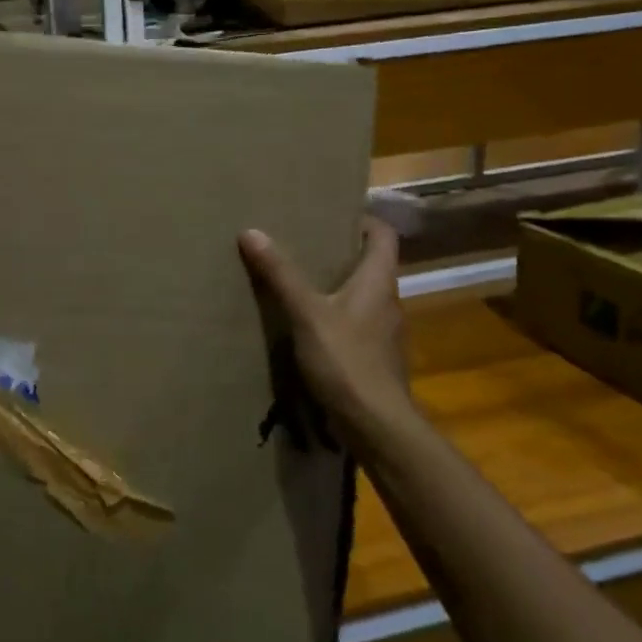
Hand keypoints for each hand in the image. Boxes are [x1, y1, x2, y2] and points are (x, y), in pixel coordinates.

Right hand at [238, 217, 412, 437]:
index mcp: (379, 281)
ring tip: (301, 284)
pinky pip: (357, 326)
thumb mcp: (306, 313)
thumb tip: (252, 232)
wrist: (376, 426)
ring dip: (338, 288)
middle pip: (372, 265)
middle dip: (341, 253)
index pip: (384, 235)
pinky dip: (337, 319)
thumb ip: (281, 274)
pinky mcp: (376, 360)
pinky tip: (310, 329)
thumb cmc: (347, 360)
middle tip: (304, 245)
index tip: (332, 215)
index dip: (363, 220)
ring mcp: (385, 334)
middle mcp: (389, 302)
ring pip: (363, 297)